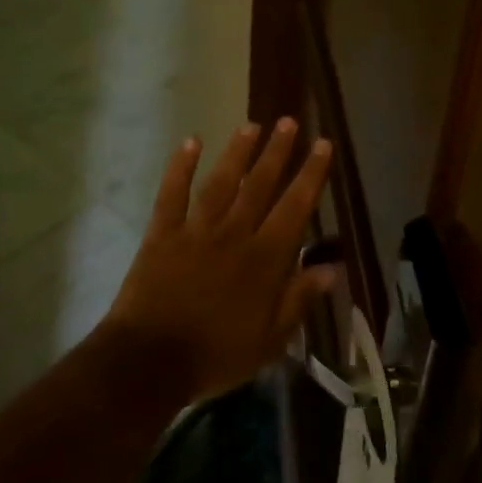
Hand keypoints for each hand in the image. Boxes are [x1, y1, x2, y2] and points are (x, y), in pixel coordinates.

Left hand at [100, 119, 334, 404]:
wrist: (150, 360)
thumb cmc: (216, 355)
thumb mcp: (270, 340)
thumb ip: (299, 300)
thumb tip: (331, 268)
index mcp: (264, 260)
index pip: (295, 208)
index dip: (311, 174)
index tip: (322, 145)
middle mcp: (234, 234)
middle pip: (260, 185)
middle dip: (277, 152)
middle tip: (289, 122)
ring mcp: (195, 230)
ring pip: (221, 182)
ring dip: (237, 152)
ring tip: (251, 126)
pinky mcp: (162, 233)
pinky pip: (172, 193)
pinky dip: (180, 166)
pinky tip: (190, 142)